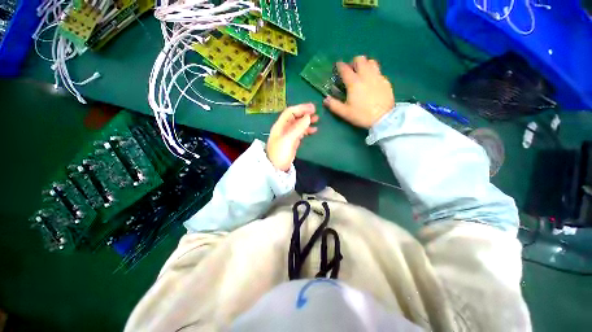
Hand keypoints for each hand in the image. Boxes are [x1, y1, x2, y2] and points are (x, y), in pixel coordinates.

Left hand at [266, 103, 318, 171]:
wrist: (277, 168)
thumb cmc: (280, 153)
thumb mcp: (288, 139)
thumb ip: (298, 128)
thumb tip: (308, 117)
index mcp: (280, 125)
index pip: (290, 112)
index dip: (301, 108)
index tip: (312, 108)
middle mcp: (284, 128)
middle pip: (295, 117)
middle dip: (305, 113)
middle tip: (316, 112)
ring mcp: (288, 135)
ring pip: (298, 124)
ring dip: (307, 121)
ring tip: (317, 120)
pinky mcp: (292, 141)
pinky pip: (300, 132)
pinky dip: (307, 130)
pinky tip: (314, 130)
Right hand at [323, 56, 394, 128]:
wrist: (383, 118)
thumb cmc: (361, 115)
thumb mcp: (345, 113)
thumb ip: (334, 105)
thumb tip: (326, 99)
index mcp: (354, 83)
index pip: (345, 69)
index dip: (340, 66)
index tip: (337, 66)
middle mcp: (366, 75)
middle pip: (360, 59)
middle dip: (353, 63)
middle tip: (351, 71)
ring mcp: (377, 77)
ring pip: (371, 62)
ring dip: (365, 65)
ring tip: (362, 74)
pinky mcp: (385, 81)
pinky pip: (378, 71)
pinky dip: (373, 73)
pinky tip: (371, 83)